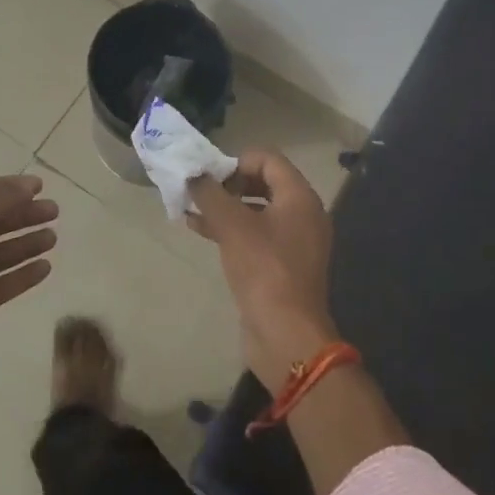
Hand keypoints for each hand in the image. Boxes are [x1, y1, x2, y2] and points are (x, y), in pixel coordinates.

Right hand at [187, 150, 338, 391]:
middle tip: (201, 193)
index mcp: (299, 197)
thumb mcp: (232, 225)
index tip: (210, 177)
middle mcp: (303, 214)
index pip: (268, 158)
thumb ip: (210, 193)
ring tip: (192, 210)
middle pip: (263, 182)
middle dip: (228, 184)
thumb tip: (193, 174)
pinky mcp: (282, 265)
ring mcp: (294, 241)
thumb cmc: (263, 270)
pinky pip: (256, 235)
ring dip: (225, 207)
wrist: (286, 335)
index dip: (236, 161)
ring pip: (256, 210)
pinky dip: (231, 229)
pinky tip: (201, 231)